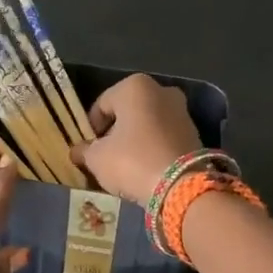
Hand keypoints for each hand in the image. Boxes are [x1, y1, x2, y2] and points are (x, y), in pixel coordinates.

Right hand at [73, 74, 201, 204]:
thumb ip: (84, 151)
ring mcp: (182, 111)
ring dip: (135, 141)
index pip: (101, 105)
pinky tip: (146, 168)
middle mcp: (162, 91)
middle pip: (127, 112)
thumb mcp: (97, 158)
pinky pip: (164, 137)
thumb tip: (78, 151)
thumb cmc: (132, 161)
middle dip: (116, 132)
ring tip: (126, 166)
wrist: (182, 186)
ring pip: (148, 124)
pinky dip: (153, 148)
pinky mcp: (195, 133)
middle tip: (106, 156)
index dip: (90, 128)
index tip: (87, 149)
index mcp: (134, 87)